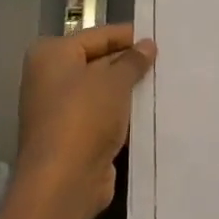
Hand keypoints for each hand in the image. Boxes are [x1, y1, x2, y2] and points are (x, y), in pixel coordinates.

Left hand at [15, 24, 156, 218]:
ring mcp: (60, 110)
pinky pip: (104, 116)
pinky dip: (123, 115)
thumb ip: (133, 61)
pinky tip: (152, 112)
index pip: (98, 36)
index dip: (129, 36)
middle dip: (130, 64)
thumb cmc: (84, 117)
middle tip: (168, 60)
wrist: (63, 182)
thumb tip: (148, 45)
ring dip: (129, 91)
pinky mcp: (73, 137)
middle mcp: (50, 79)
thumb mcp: (114, 82)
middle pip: (98, 62)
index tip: (161, 38)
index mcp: (52, 55)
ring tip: (166, 83)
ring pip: (103, 92)